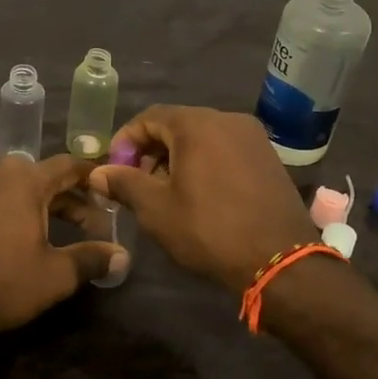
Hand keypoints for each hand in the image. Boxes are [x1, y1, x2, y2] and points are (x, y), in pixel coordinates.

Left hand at [0, 154, 126, 337]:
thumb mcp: (57, 274)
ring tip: (55, 227)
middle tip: (92, 225)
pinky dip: (2, 204)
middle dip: (69, 198)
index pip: (68, 165)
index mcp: (26, 180)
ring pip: (14, 185)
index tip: (110, 192)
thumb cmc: (4, 282)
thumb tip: (123, 256)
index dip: (92, 177)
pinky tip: (4, 221)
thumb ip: (92, 259)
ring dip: (37, 201)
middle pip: (42, 176)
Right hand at [89, 106, 317, 290]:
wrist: (279, 260)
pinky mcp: (269, 157)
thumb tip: (98, 173)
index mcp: (197, 124)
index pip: (149, 117)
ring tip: (165, 192)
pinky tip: (199, 194)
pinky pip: (226, 149)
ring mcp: (253, 137)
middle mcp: (227, 119)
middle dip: (151, 150)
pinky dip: (205, 163)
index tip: (114, 169)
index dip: (125, 141)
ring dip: (177, 158)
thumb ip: (124, 183)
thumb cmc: (209, 230)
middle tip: (136, 182)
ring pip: (203, 138)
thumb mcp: (156, 209)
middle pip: (177, 125)